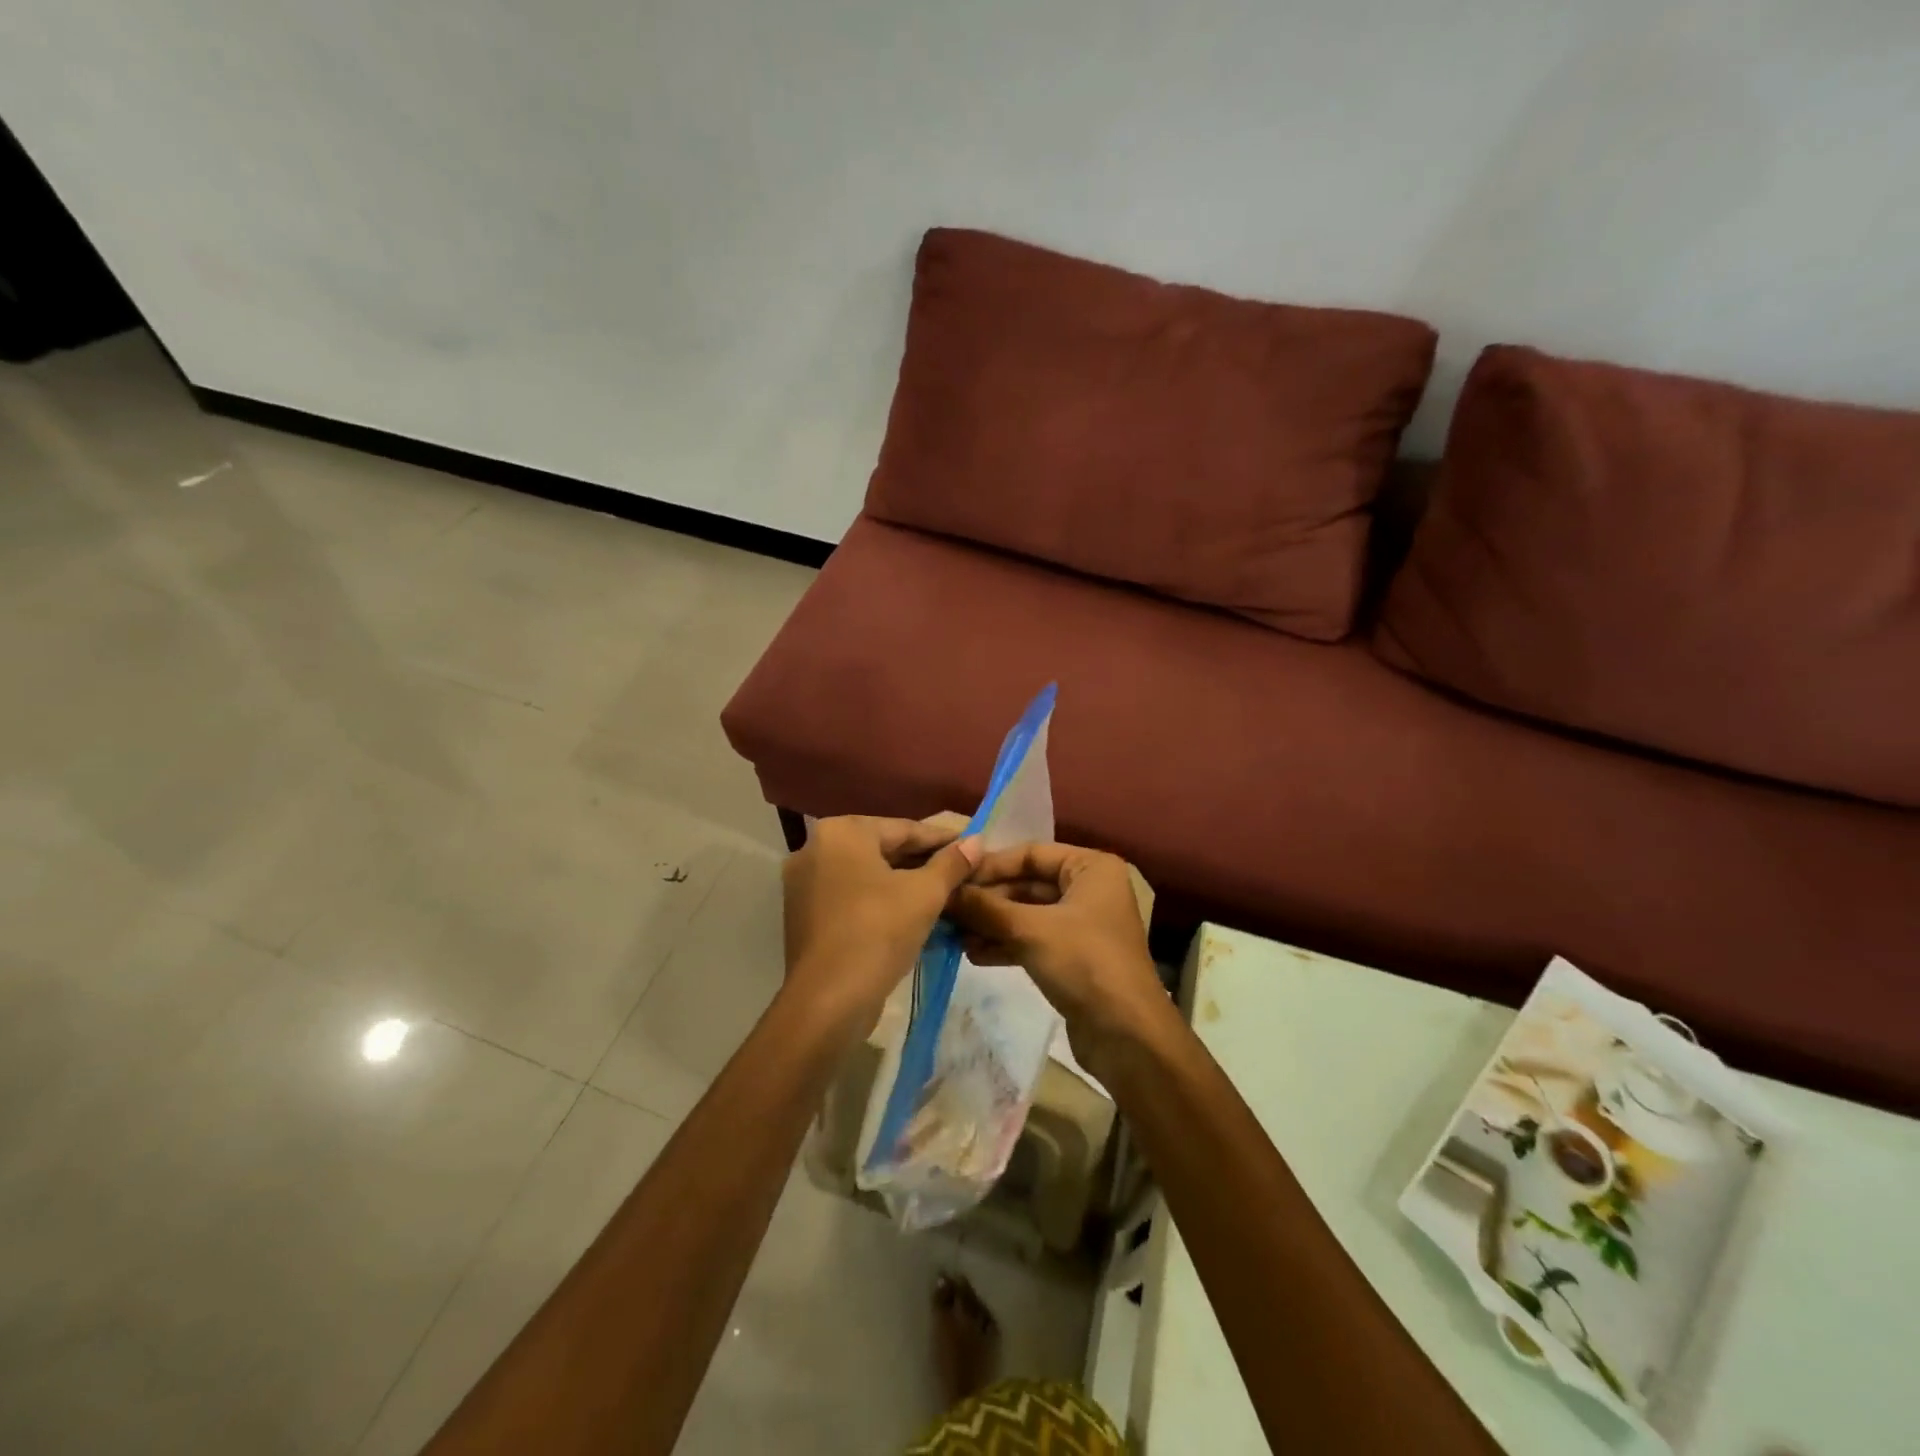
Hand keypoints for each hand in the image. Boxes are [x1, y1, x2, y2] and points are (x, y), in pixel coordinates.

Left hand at [780, 815, 979, 1040]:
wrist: (829, 1000)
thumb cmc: (878, 932)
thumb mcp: (925, 894)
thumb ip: (952, 863)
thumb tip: (977, 841)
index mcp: (841, 832)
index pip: (904, 829)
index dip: (943, 839)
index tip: (973, 847)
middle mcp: (815, 848)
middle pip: (883, 849)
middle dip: (924, 862)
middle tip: (963, 872)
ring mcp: (804, 883)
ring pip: (868, 875)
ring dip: (905, 883)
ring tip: (944, 893)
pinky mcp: (804, 915)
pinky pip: (852, 896)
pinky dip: (881, 900)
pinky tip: (912, 914)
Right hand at [948, 842, 1170, 1077]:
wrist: (1127, 1036)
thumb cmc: (1085, 963)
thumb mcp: (1031, 930)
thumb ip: (985, 909)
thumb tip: (943, 892)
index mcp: (1091, 868)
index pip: (1030, 853)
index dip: (991, 866)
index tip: (953, 879)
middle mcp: (1088, 889)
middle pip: (1027, 884)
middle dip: (988, 900)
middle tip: (946, 910)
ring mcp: (1081, 925)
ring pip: (1027, 914)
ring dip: (991, 924)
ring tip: (953, 935)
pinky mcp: (1073, 957)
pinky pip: (1032, 940)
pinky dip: (1005, 945)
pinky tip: (972, 954)